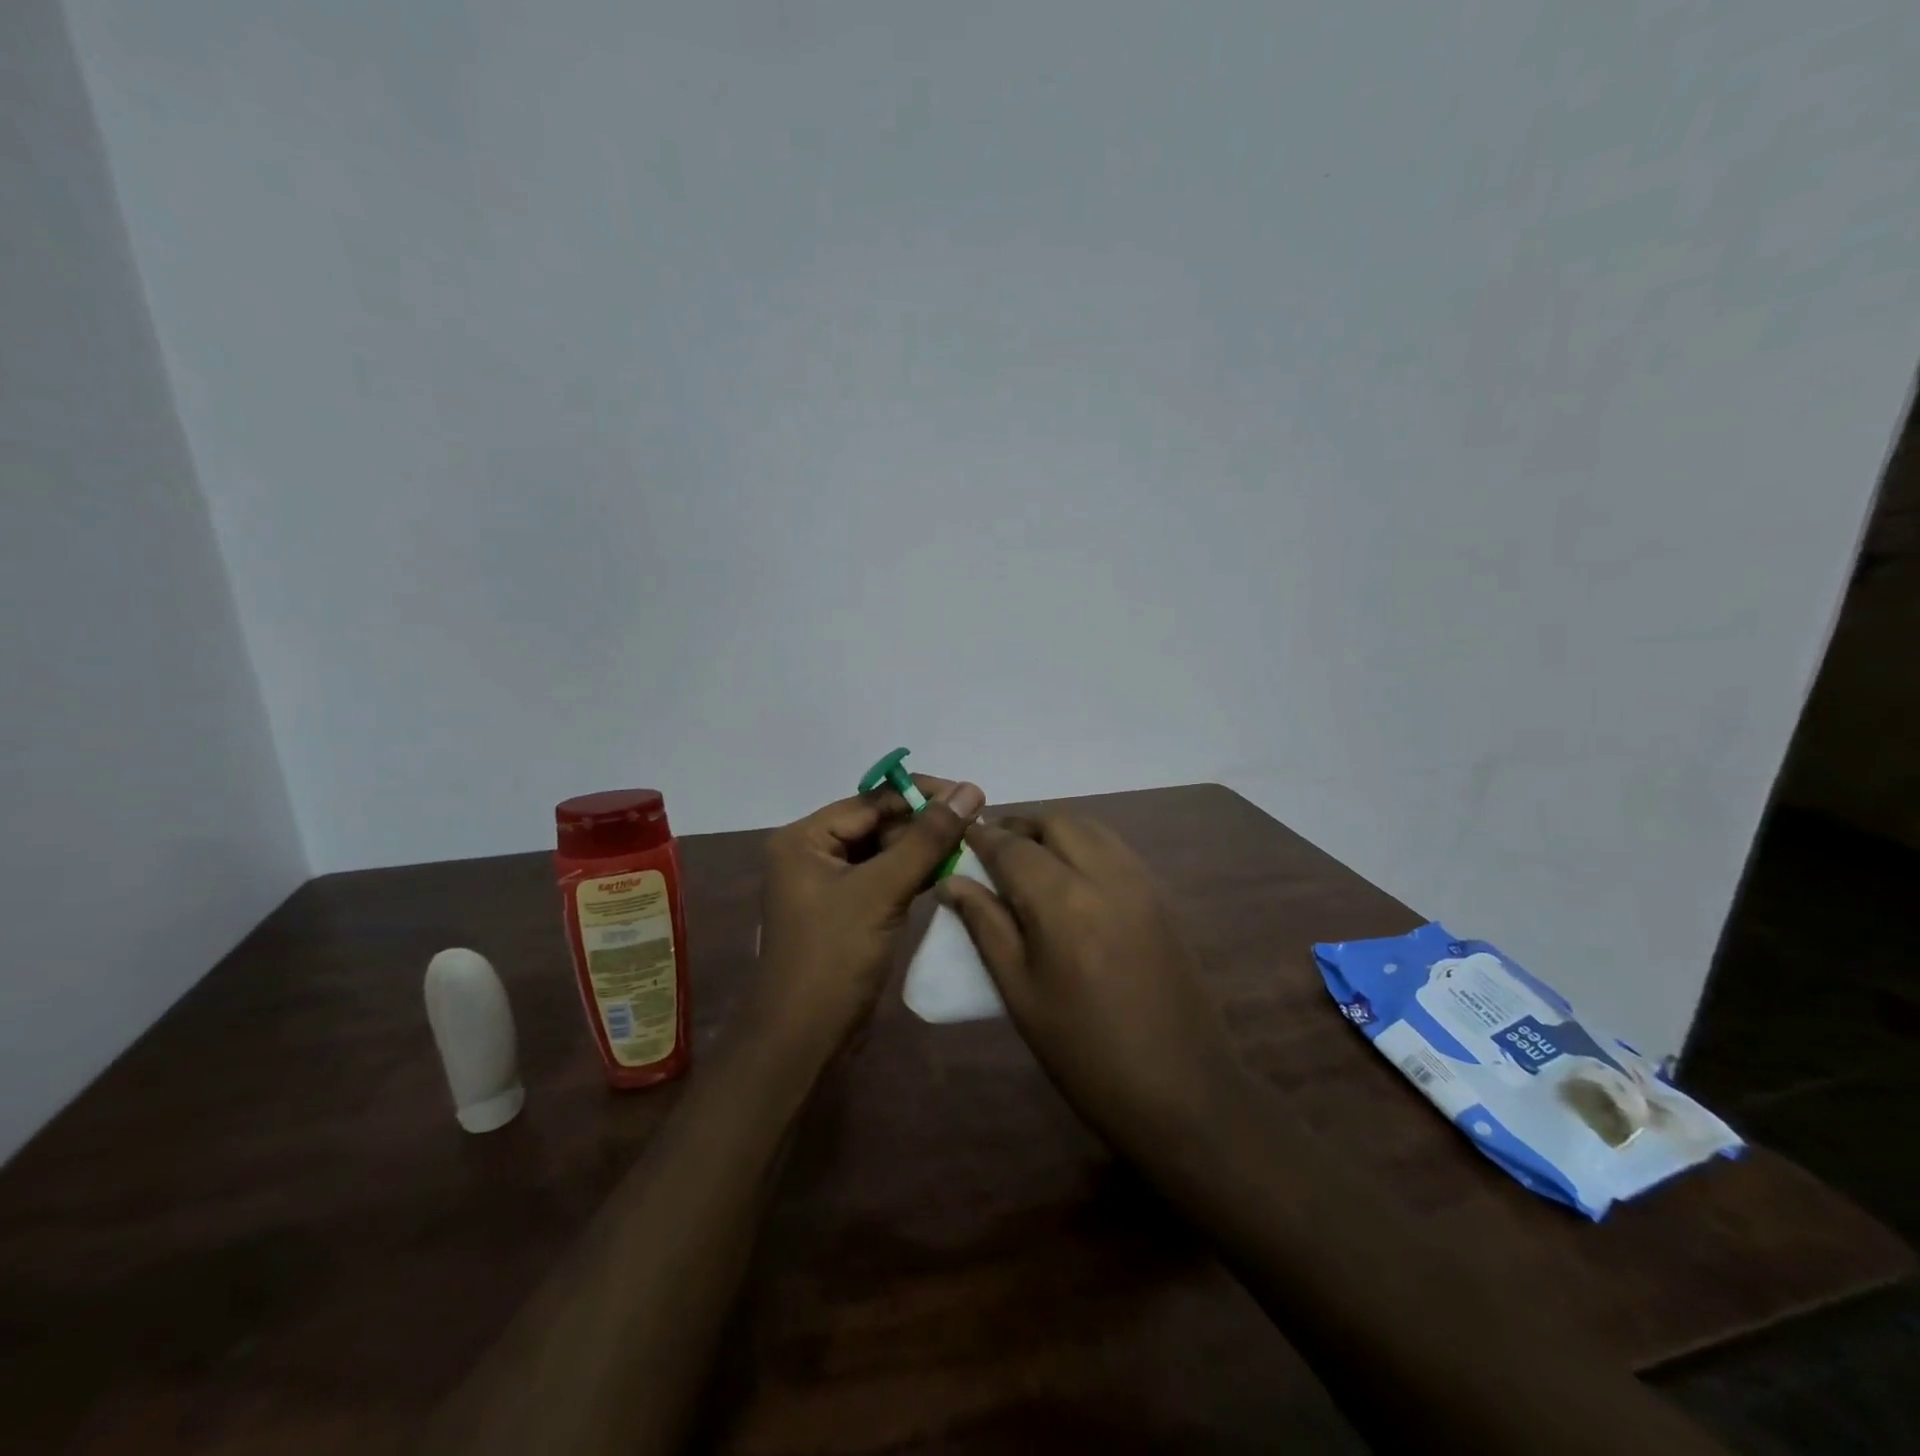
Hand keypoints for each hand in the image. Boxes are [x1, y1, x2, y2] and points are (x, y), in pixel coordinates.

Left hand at [753, 776, 985, 1050]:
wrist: (804, 1041)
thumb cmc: (834, 958)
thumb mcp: (882, 891)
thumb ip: (927, 839)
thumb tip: (969, 789)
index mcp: (804, 839)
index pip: (871, 801)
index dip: (921, 796)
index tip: (971, 796)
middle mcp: (811, 854)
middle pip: (877, 824)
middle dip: (924, 825)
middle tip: (976, 826)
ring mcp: (828, 885)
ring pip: (884, 853)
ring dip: (923, 850)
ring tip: (971, 846)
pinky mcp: (846, 911)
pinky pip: (884, 880)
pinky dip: (913, 876)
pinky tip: (949, 873)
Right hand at [941, 815, 1247, 1155]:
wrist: (1182, 1091)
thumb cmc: (1085, 1053)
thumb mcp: (1020, 993)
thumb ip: (985, 926)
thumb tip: (953, 881)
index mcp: (1063, 902)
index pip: (1013, 847)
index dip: (983, 837)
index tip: (962, 836)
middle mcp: (1106, 875)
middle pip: (1056, 822)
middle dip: (1020, 827)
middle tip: (994, 851)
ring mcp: (1142, 882)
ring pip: (1091, 828)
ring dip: (1055, 831)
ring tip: (1030, 861)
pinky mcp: (1164, 897)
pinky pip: (1117, 849)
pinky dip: (1087, 845)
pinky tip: (1073, 878)